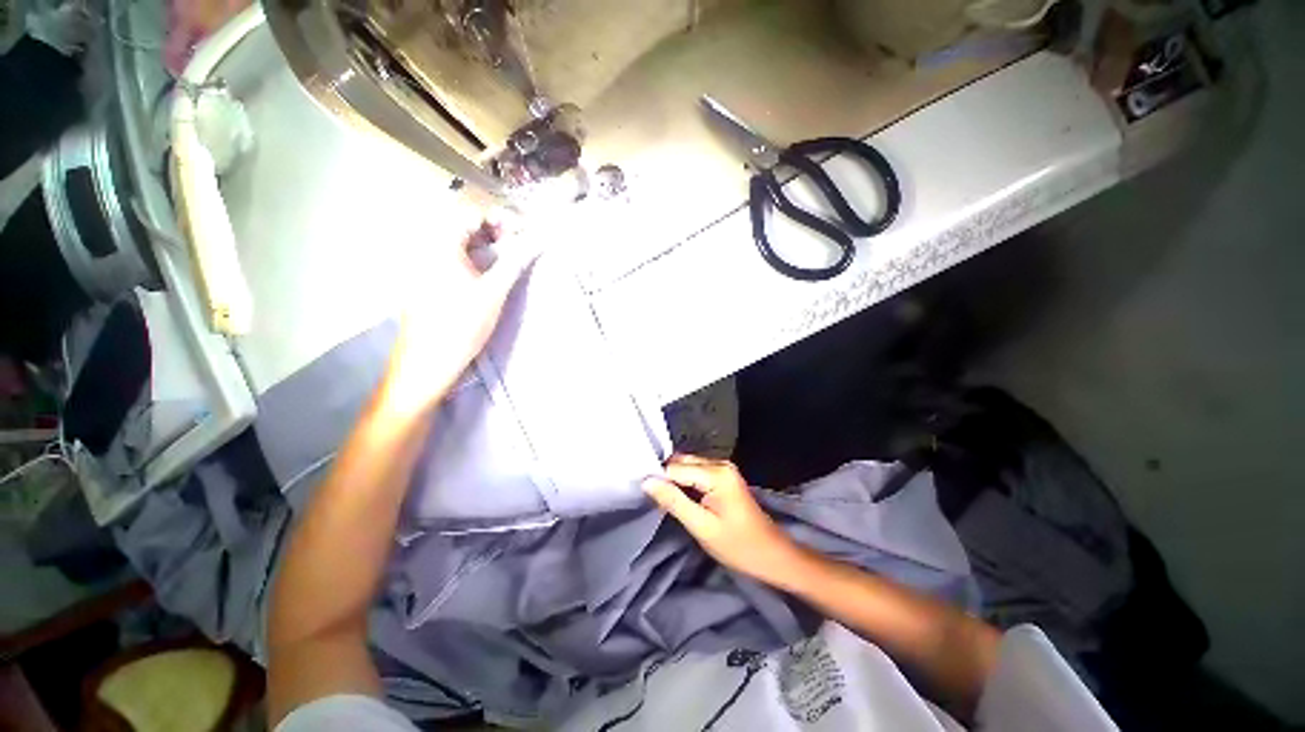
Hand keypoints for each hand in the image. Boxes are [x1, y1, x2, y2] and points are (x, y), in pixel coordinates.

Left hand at [381, 210, 536, 415]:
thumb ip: (515, 261)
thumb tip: (537, 240)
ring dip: (485, 244)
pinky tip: (489, 273)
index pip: (470, 212)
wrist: (428, 362)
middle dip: (493, 229)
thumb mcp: (494, 292)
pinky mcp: (427, 280)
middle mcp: (426, 248)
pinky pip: (452, 257)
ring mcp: (424, 265)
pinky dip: (474, 258)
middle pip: (462, 224)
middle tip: (518, 244)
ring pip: (458, 242)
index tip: (523, 232)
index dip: (499, 217)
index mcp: (439, 245)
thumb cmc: (461, 325)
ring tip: (508, 257)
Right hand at [643, 455, 805, 585]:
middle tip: (659, 502)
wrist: (771, 554)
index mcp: (716, 473)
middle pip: (681, 462)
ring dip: (675, 481)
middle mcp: (720, 463)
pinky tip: (682, 499)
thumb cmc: (737, 545)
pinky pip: (696, 471)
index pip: (675, 468)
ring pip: (687, 465)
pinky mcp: (724, 475)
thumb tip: (646, 481)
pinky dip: (685, 482)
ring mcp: (723, 468)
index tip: (652, 500)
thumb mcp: (701, 527)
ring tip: (667, 502)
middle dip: (667, 478)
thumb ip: (673, 501)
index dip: (660, 481)